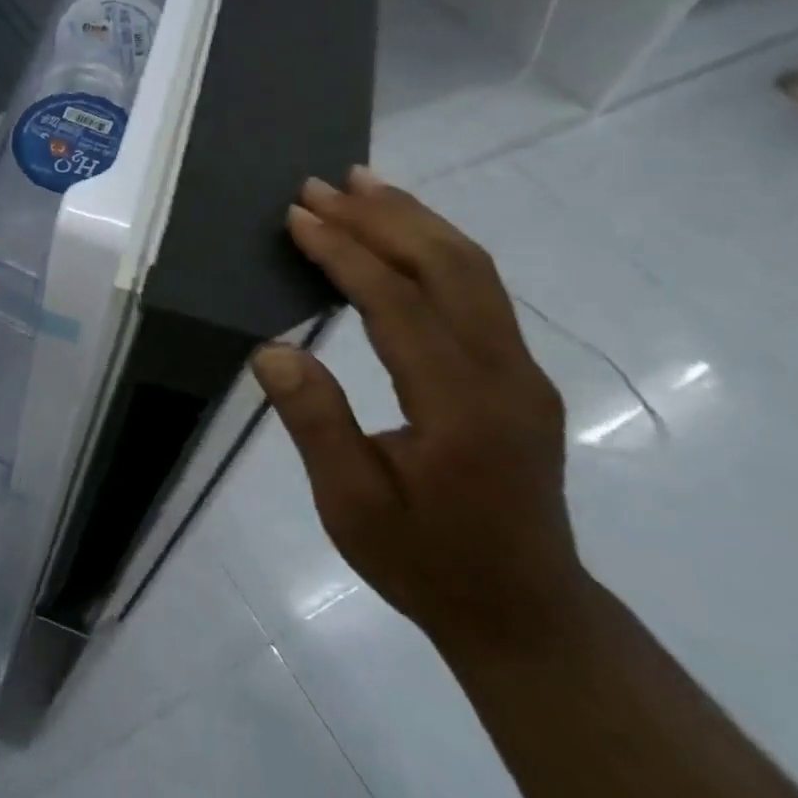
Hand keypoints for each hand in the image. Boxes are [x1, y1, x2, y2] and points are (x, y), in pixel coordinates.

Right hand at [252, 167, 589, 653]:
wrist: (525, 613)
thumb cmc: (426, 562)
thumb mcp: (353, 506)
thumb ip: (316, 424)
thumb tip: (273, 350)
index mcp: (462, 408)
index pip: (399, 305)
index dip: (345, 253)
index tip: (298, 216)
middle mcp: (506, 375)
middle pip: (450, 267)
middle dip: (382, 217)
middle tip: (322, 184)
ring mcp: (522, 372)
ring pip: (473, 270)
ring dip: (414, 220)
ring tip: (361, 184)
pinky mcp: (519, 375)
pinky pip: (479, 289)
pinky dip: (435, 247)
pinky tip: (402, 234)